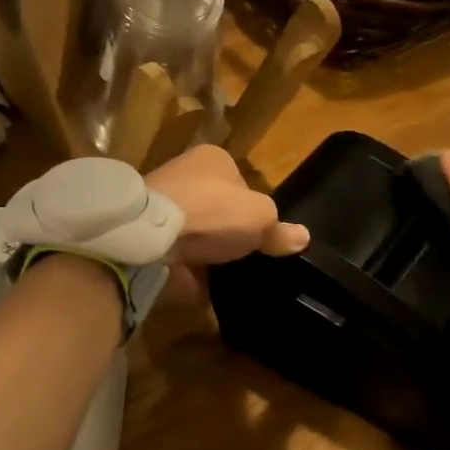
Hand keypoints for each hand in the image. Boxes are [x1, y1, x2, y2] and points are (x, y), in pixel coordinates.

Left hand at [146, 145, 307, 298]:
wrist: (149, 239)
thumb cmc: (212, 212)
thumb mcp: (260, 218)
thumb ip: (280, 230)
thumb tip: (302, 237)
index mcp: (212, 158)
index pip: (241, 183)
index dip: (254, 208)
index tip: (262, 234)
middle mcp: (183, 176)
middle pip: (217, 210)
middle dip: (229, 233)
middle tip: (248, 258)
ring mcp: (161, 208)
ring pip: (197, 235)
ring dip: (209, 256)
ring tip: (230, 278)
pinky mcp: (147, 239)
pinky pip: (178, 259)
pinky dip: (190, 275)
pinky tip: (208, 291)